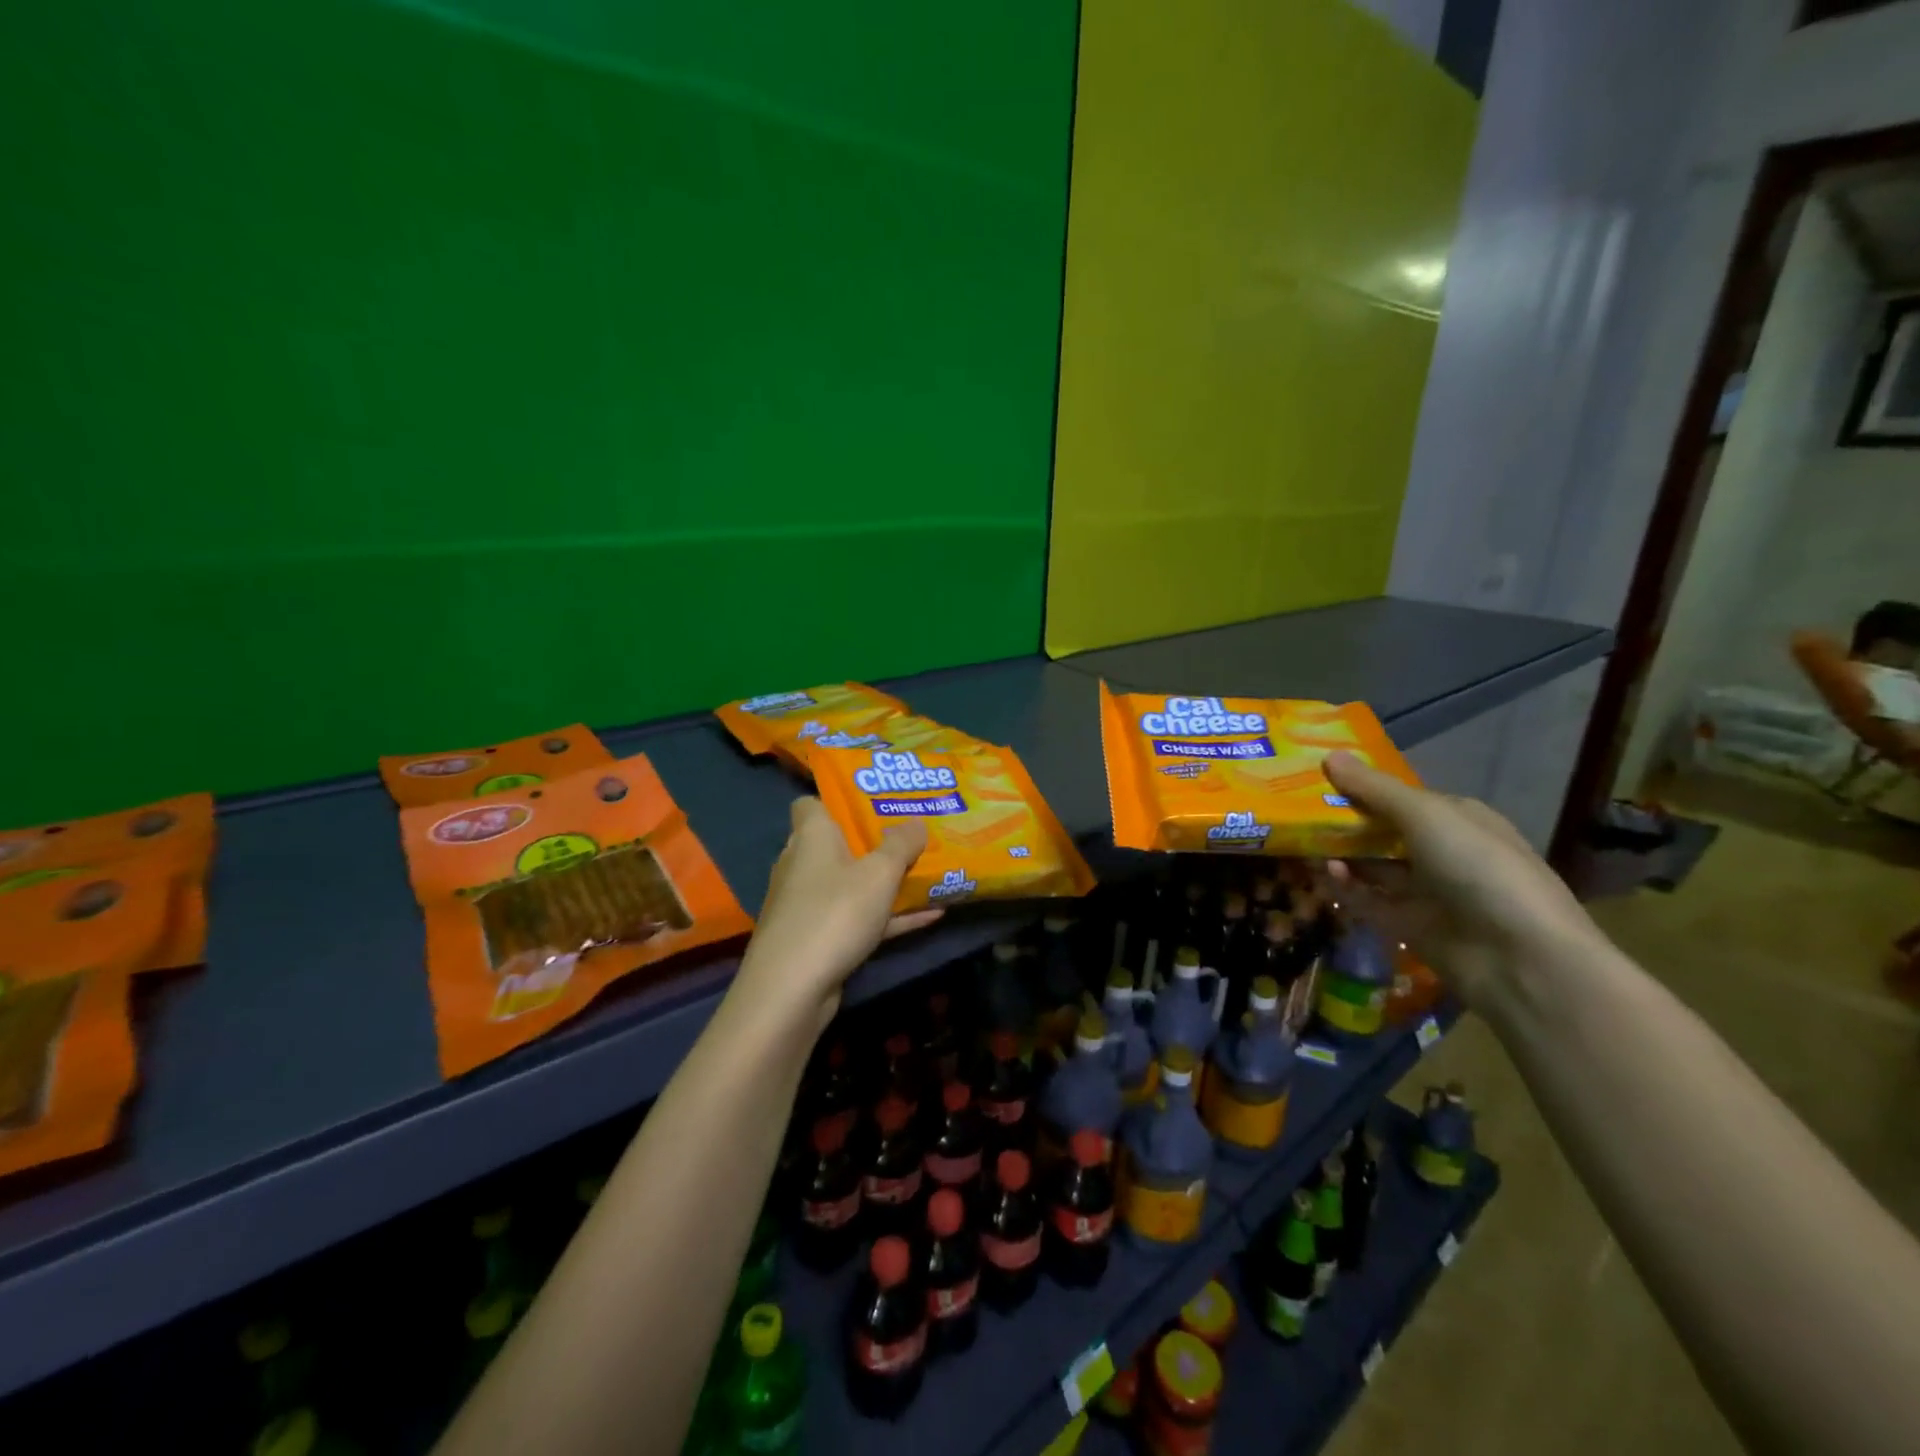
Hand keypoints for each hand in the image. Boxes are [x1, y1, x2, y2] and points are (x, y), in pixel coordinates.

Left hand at [734, 797, 941, 1027]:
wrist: (791, 989)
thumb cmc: (835, 913)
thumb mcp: (879, 874)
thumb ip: (901, 844)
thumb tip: (915, 820)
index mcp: (811, 836)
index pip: (810, 803)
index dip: (838, 799)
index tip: (873, 800)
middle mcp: (802, 864)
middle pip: (837, 843)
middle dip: (874, 840)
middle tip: (912, 834)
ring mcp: (807, 904)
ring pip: (851, 883)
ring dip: (885, 881)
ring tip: (927, 872)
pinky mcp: (816, 938)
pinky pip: (857, 917)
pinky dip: (887, 916)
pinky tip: (930, 916)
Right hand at [1319, 752, 1602, 1007]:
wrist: (1520, 959)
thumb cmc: (1479, 868)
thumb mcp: (1425, 815)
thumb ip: (1374, 789)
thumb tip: (1329, 755)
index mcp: (1458, 819)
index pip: (1401, 797)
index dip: (1362, 787)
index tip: (1317, 778)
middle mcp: (1442, 852)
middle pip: (1382, 831)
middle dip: (1344, 821)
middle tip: (1296, 811)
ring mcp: (1426, 891)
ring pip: (1371, 865)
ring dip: (1340, 853)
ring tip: (1302, 843)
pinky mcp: (1408, 926)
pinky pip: (1367, 900)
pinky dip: (1345, 886)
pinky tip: (1323, 873)